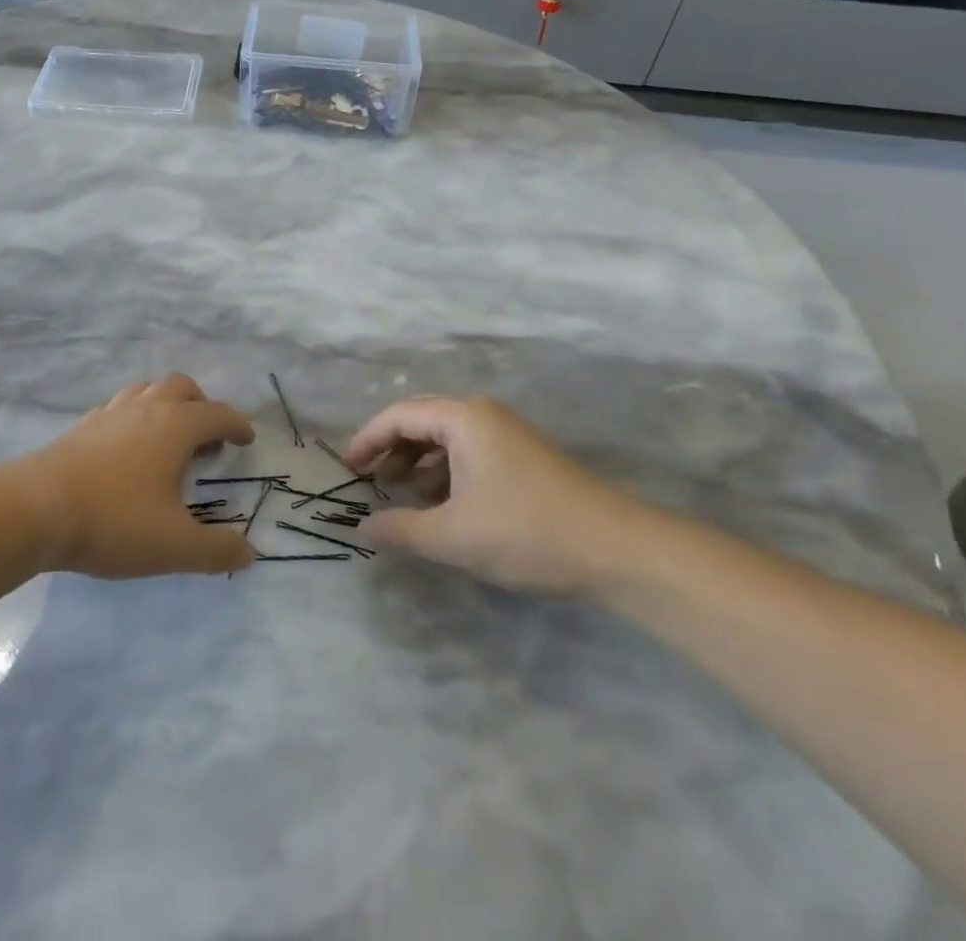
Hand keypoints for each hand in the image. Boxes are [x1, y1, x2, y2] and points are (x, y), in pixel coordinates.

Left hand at [16, 374, 256, 578]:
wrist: (35, 509)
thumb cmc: (114, 521)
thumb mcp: (174, 546)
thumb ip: (216, 550)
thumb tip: (248, 553)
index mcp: (175, 427)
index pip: (217, 414)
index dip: (236, 425)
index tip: (246, 439)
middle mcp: (146, 409)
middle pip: (182, 387)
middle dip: (201, 406)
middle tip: (207, 439)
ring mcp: (110, 413)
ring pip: (147, 390)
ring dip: (166, 406)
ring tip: (168, 440)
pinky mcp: (82, 427)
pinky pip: (118, 408)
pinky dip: (134, 419)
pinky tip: (127, 450)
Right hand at [344, 396, 654, 595]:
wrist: (618, 550)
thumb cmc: (526, 532)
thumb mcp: (453, 536)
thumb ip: (401, 530)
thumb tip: (361, 530)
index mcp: (463, 418)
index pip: (399, 415)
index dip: (368, 439)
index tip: (348, 468)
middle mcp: (483, 414)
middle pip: (422, 420)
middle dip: (392, 448)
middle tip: (370, 479)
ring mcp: (508, 433)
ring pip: (448, 438)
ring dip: (420, 463)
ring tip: (404, 496)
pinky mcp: (525, 456)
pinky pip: (470, 452)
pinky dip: (447, 472)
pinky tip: (444, 505)